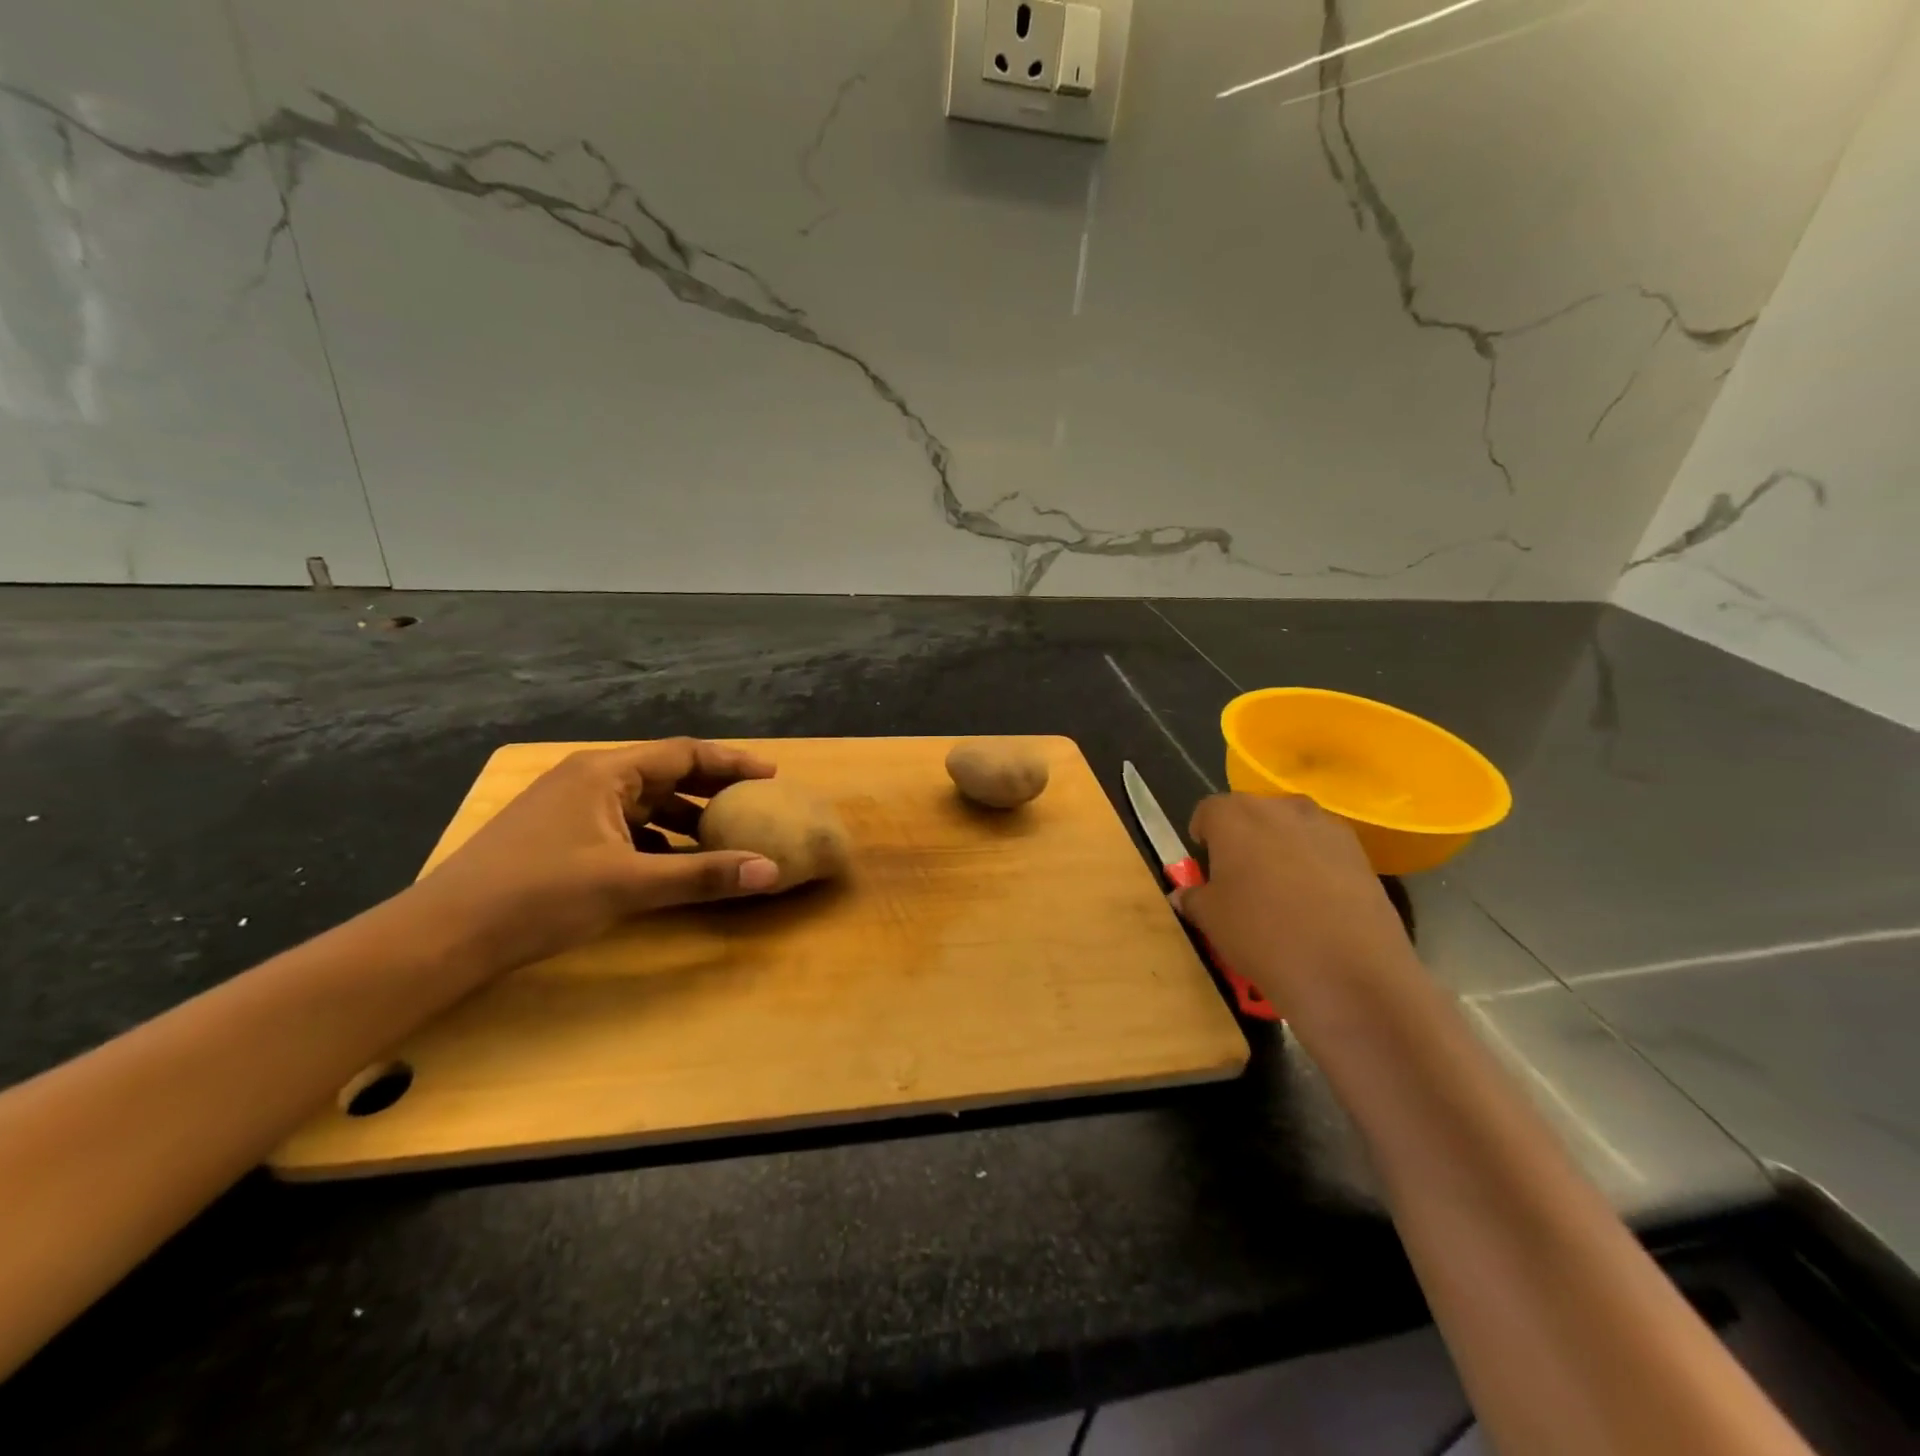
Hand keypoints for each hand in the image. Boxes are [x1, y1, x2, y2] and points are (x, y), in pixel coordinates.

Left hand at [402, 739, 780, 974]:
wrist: (443, 936)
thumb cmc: (538, 896)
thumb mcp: (628, 884)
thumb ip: (702, 875)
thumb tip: (771, 871)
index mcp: (605, 773)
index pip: (683, 754)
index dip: (730, 763)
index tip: (771, 776)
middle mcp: (590, 780)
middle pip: (666, 774)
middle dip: (712, 789)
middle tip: (756, 804)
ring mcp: (572, 809)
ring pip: (645, 804)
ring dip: (686, 818)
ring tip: (726, 836)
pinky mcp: (561, 838)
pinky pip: (626, 828)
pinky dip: (658, 841)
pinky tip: (675, 864)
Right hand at [1174, 793, 1415, 1017]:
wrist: (1347, 971)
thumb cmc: (1261, 934)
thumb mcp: (1210, 919)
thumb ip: (1194, 898)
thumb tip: (1184, 894)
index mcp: (1234, 815)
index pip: (1208, 811)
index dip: (1204, 837)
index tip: (1205, 864)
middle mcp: (1279, 808)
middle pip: (1252, 813)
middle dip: (1242, 838)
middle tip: (1240, 878)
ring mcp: (1325, 826)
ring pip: (1291, 828)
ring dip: (1280, 848)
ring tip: (1280, 891)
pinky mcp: (1360, 852)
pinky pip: (1323, 849)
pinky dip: (1315, 865)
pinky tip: (1315, 903)